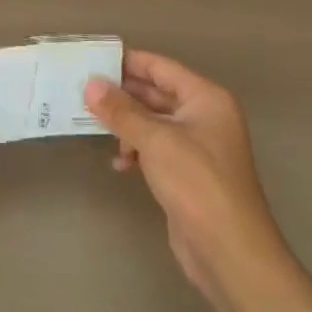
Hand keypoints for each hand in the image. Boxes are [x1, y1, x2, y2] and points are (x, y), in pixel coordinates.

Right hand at [85, 50, 293, 311]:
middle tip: (82, 92)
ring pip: (153, 122)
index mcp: (206, 98)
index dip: (127, 62)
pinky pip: (155, 148)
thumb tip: (91, 83)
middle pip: (156, 93)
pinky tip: (119, 163)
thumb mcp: (155, 140)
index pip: (160, 67)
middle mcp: (204, 116)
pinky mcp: (188, 173)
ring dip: (126, 125)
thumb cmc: (196, 183)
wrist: (230, 252)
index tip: (91, 59)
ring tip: (94, 127)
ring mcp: (197, 146)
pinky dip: (136, 150)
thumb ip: (121, 110)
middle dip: (121, 94)